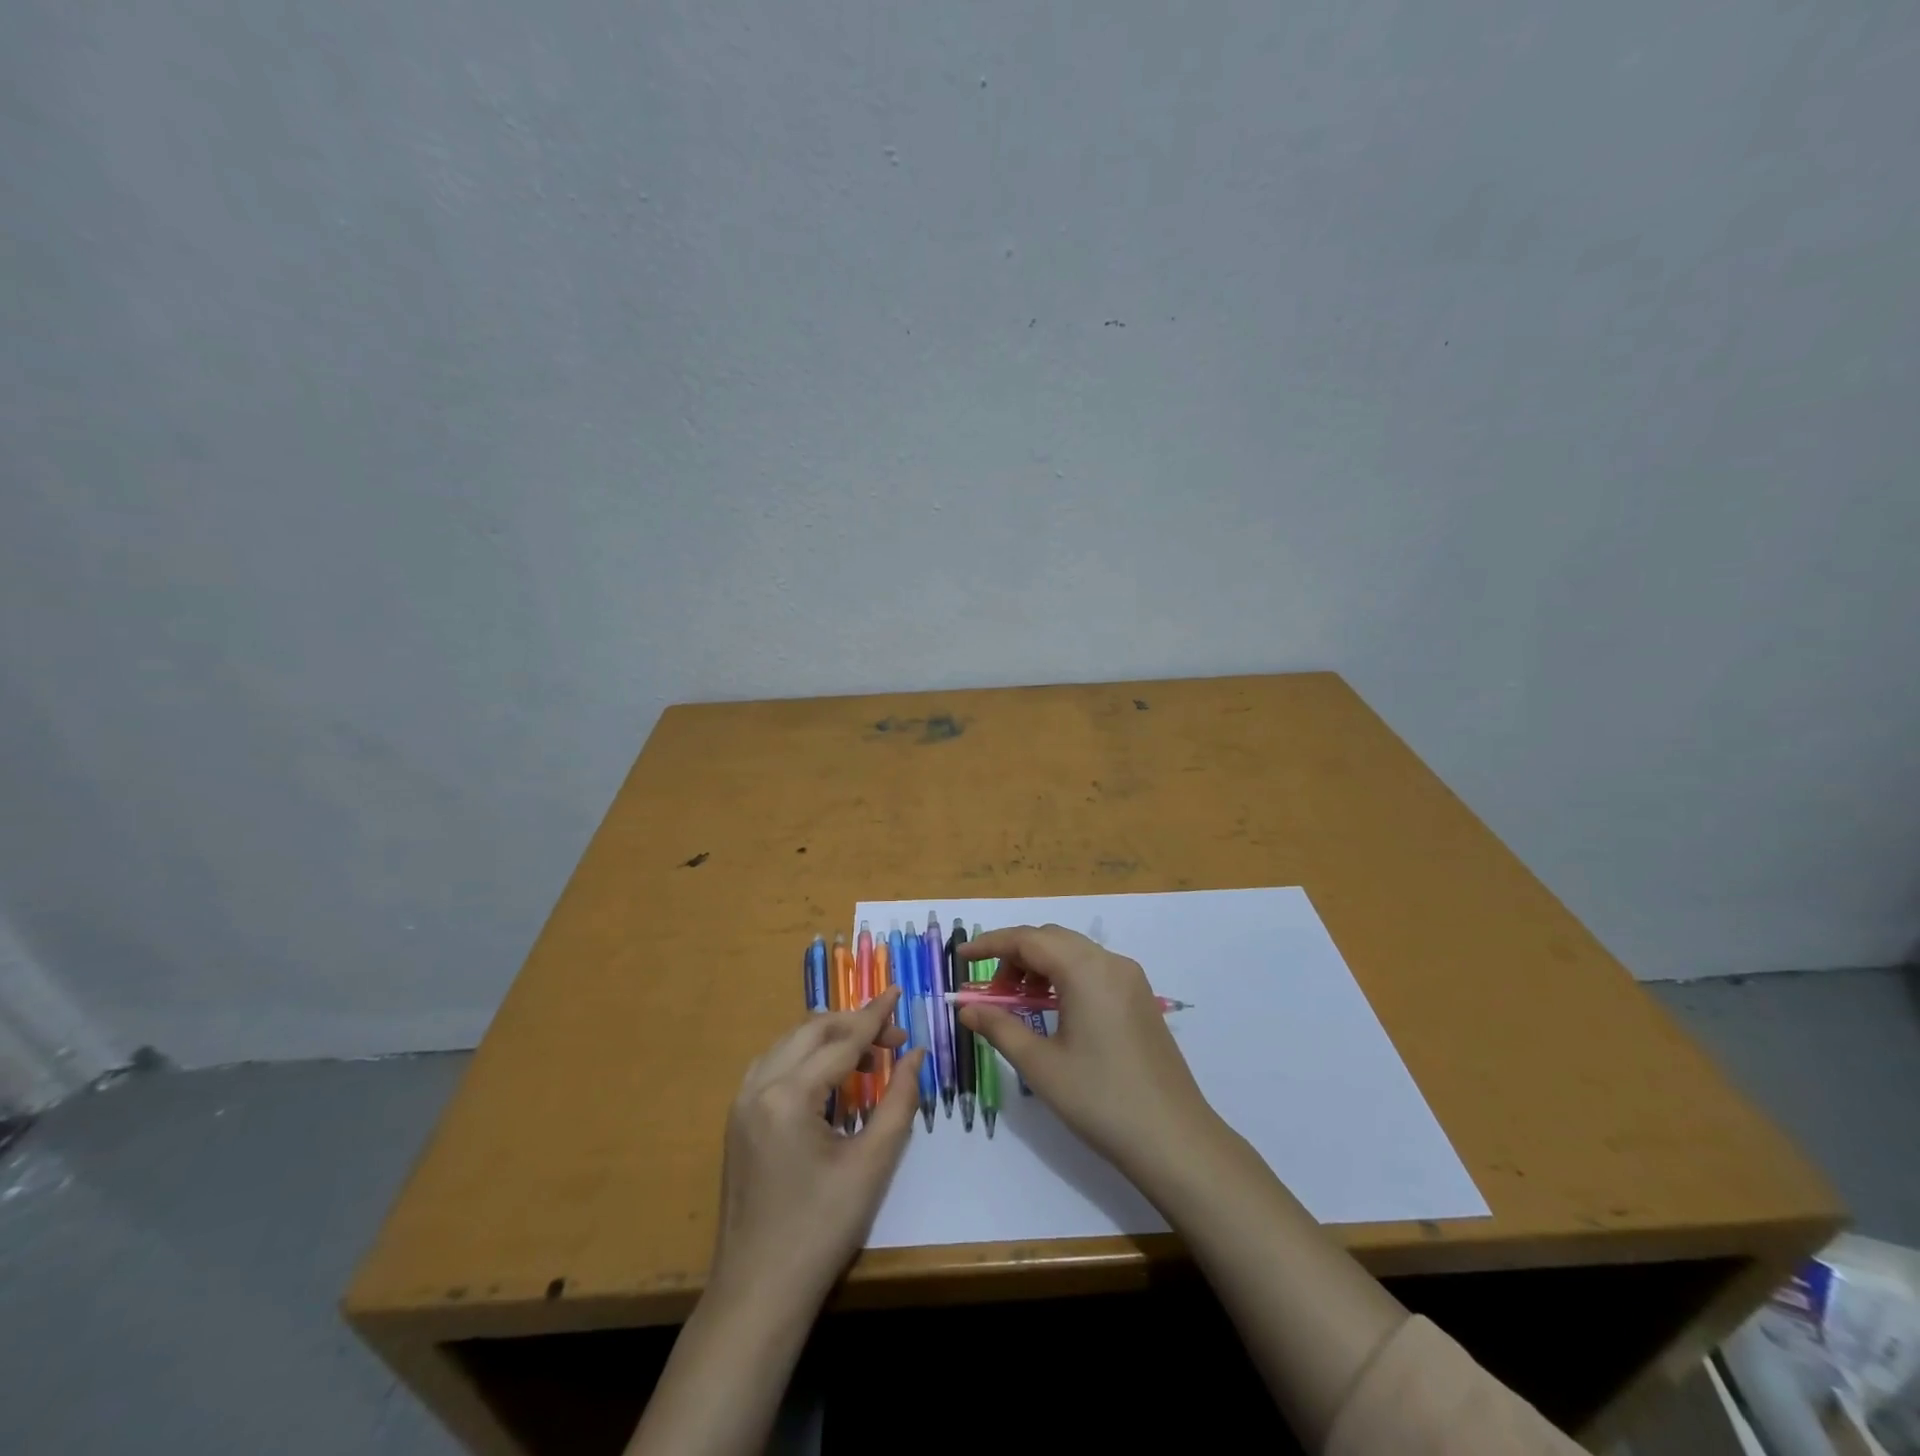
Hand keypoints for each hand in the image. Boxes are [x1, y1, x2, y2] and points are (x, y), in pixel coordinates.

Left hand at [708, 988, 925, 1310]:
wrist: (758, 1294)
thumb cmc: (821, 1231)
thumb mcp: (872, 1165)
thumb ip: (899, 1101)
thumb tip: (916, 1056)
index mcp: (788, 1096)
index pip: (841, 1041)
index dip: (874, 1016)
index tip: (898, 992)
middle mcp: (758, 1087)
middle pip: (811, 1031)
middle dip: (853, 1024)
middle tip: (893, 1036)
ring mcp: (741, 1103)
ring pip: (789, 1044)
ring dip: (828, 1038)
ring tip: (867, 1053)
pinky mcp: (737, 1120)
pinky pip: (773, 1066)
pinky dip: (805, 1057)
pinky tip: (828, 1077)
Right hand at [958, 925, 1217, 1183]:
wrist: (1174, 1140)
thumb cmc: (1100, 1100)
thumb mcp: (1041, 1065)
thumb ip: (1000, 1027)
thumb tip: (966, 1008)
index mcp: (1085, 970)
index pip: (1028, 939)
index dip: (990, 945)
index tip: (961, 959)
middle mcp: (1111, 962)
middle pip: (1052, 939)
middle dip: (1015, 956)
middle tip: (990, 991)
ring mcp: (1131, 979)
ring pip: (1074, 953)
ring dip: (1040, 966)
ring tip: (1018, 1003)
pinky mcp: (1140, 999)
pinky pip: (1093, 970)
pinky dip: (1065, 977)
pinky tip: (1052, 1010)